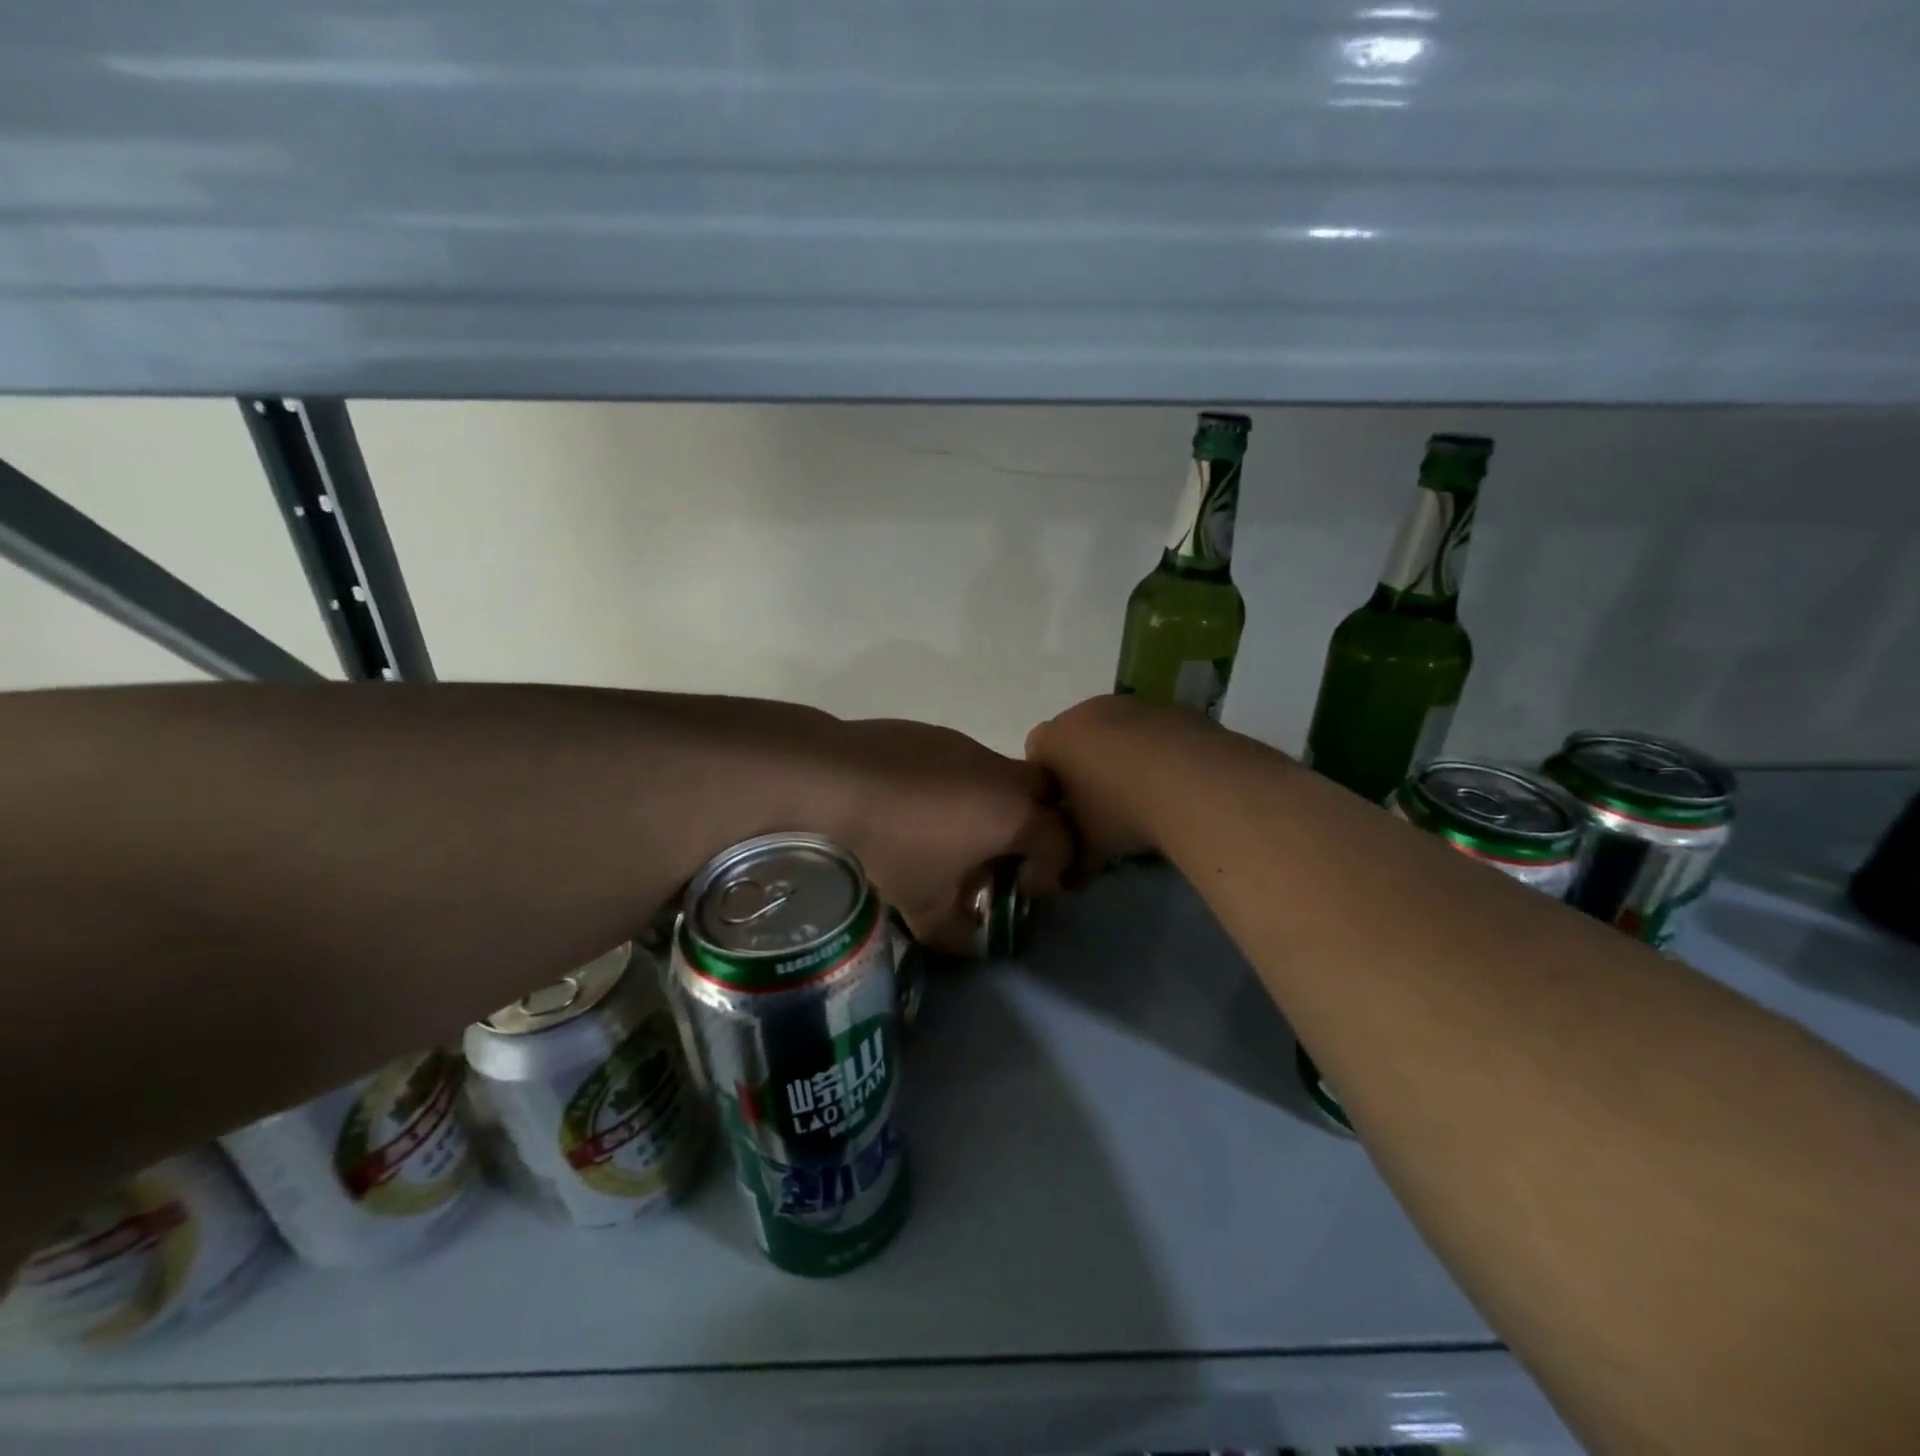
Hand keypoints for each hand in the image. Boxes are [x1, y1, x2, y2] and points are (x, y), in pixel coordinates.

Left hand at [829, 719, 1071, 954]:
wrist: (834, 779)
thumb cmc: (892, 845)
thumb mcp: (923, 904)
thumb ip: (954, 932)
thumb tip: (967, 945)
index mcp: (1014, 814)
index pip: (1063, 840)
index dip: (1054, 870)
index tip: (1025, 890)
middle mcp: (1001, 774)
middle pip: (1046, 795)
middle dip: (1038, 826)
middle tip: (1007, 855)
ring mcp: (968, 746)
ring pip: (1003, 775)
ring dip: (995, 804)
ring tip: (956, 833)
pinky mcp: (936, 734)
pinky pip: (966, 762)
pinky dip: (961, 786)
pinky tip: (920, 806)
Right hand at [1026, 695, 1221, 870]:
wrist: (1193, 782)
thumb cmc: (1122, 812)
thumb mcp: (1089, 847)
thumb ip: (1071, 863)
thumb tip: (1067, 882)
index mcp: (1055, 739)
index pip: (1035, 752)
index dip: (1049, 782)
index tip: (1067, 810)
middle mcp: (1086, 712)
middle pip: (1075, 736)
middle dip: (1084, 765)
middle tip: (1103, 804)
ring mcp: (1130, 704)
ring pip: (1116, 729)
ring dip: (1122, 755)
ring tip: (1144, 794)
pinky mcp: (1169, 706)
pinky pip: (1152, 730)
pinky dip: (1156, 750)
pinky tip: (1173, 782)